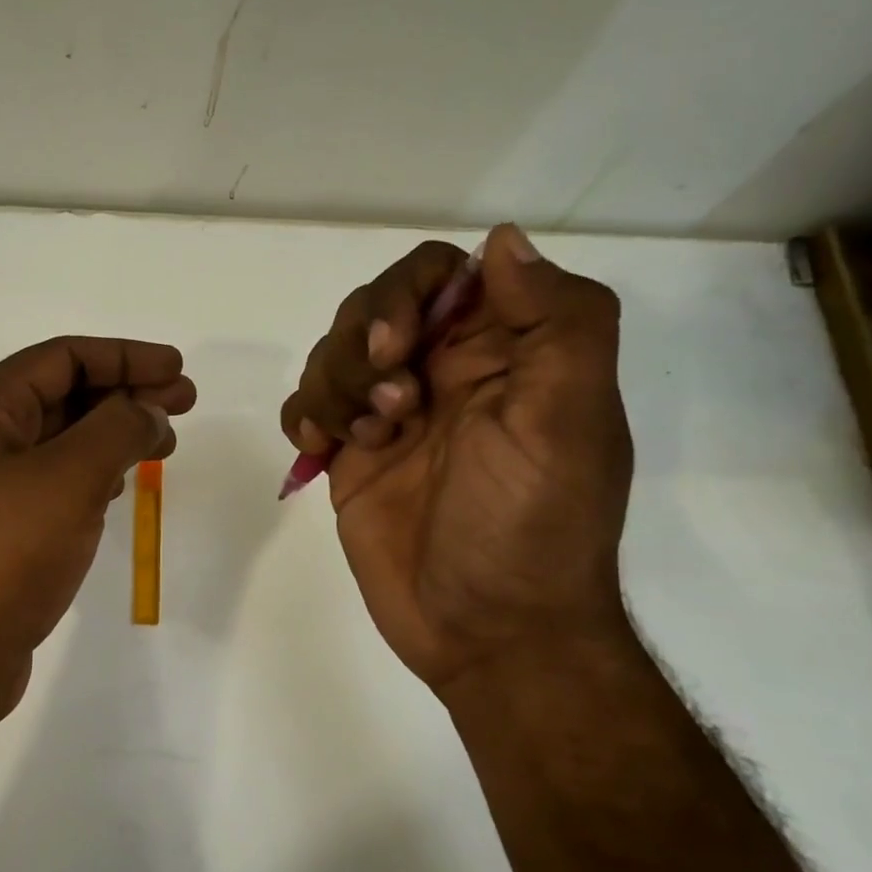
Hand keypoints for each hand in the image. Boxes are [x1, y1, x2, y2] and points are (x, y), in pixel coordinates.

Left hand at [0, 336, 195, 726]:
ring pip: (60, 438)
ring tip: (164, 442)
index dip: (126, 356)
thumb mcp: (70, 479)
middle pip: (62, 394)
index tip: (177, 368)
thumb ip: (118, 429)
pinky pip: (53, 479)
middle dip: (126, 392)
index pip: (63, 357)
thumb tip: (148, 409)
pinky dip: (92, 471)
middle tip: (184, 402)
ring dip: (113, 432)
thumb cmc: (5, 556)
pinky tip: (120, 484)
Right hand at [279, 224, 632, 693]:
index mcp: (500, 352)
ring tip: (366, 440)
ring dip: (335, 387)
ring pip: (331, 354)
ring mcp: (389, 414)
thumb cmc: (532, 525)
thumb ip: (556, 320)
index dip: (406, 292)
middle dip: (361, 346)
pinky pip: (306, 405)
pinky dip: (304, 415)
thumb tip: (502, 239)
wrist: (487, 631)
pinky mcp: (348, 456)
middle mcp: (441, 372)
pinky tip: (321, 449)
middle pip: (372, 308)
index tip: (396, 344)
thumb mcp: (567, 419)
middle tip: (389, 405)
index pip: (440, 274)